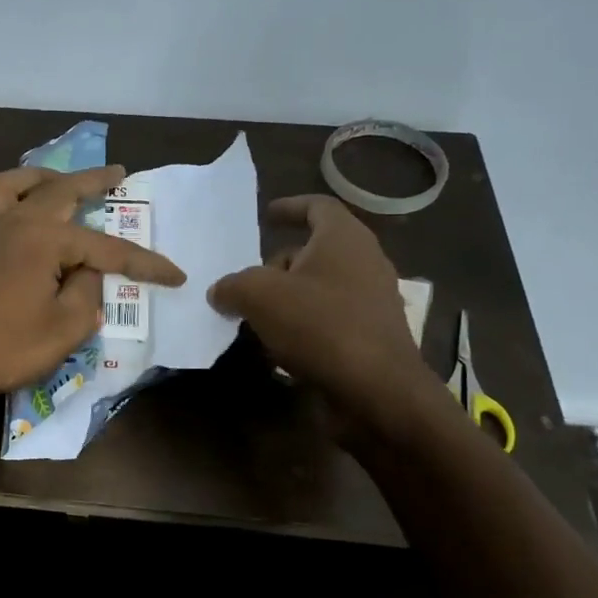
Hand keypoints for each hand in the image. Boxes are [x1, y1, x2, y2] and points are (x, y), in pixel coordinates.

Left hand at [0, 164, 185, 414]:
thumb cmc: (7, 345)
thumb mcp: (66, 327)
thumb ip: (87, 293)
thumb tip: (87, 273)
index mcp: (45, 239)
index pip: (107, 248)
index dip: (144, 262)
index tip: (175, 275)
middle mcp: (13, 223)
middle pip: (59, 191)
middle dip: (93, 180)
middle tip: (117, 172)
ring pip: (8, 186)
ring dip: (36, 177)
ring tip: (54, 179)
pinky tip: (1, 226)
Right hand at [209, 195, 441, 428]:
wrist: (377, 392)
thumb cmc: (320, 325)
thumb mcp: (260, 296)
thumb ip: (234, 285)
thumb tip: (220, 291)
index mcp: (344, 238)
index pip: (317, 206)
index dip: (289, 207)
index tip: (266, 215)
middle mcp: (364, 263)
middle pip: (314, 251)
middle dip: (277, 265)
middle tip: (246, 285)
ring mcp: (372, 302)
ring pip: (319, 288)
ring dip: (286, 299)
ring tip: (254, 319)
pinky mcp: (371, 337)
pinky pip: (329, 320)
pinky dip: (302, 327)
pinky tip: (278, 350)